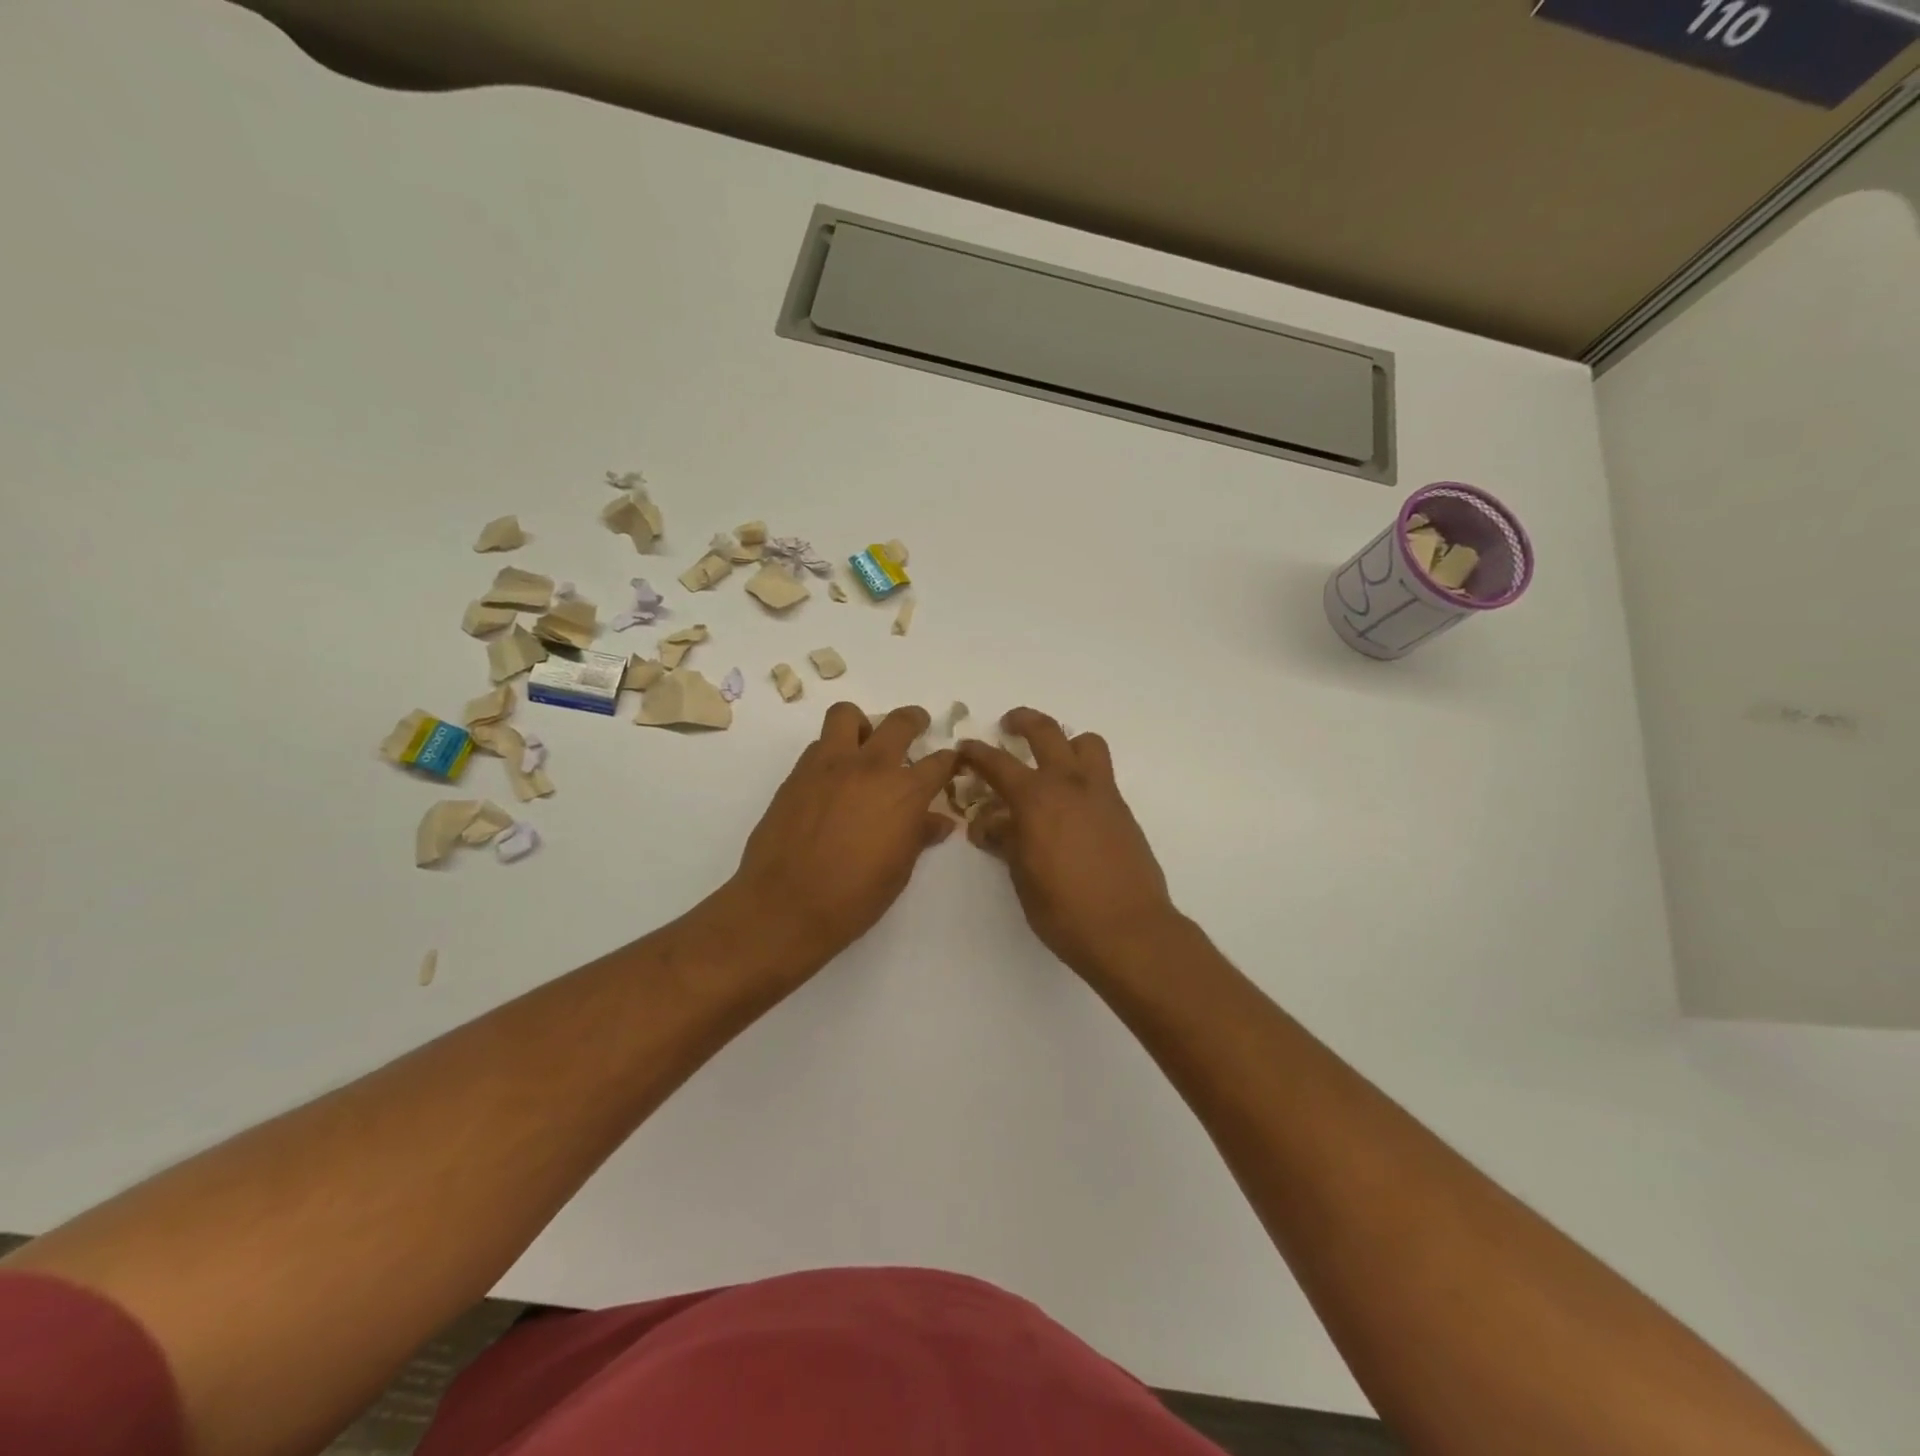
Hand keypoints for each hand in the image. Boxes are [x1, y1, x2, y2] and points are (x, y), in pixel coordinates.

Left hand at [727, 703, 958, 970]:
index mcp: (905, 793)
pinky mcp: (798, 773)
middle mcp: (871, 767)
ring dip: (862, 725)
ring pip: (847, 715)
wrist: (786, 903)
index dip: (949, 761)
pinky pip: (819, 745)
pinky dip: (832, 751)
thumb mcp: (899, 870)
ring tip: (864, 744)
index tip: (950, 762)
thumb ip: (919, 836)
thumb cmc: (854, 897)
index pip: (939, 762)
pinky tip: (832, 778)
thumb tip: (940, 821)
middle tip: (917, 727)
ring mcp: (830, 765)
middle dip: (914, 720)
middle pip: (899, 722)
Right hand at [958, 708, 1178, 977]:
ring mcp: (1101, 793)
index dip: (976, 753)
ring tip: (1052, 760)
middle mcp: (1069, 784)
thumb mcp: (1022, 876)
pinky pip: (1101, 773)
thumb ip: (1005, 840)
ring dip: (1065, 741)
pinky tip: (1072, 803)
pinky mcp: (1122, 809)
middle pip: (1046, 731)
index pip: (997, 763)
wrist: (1128, 929)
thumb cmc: (1064, 909)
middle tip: (1009, 726)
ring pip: (1085, 742)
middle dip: (1023, 721)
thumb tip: (988, 824)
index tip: (965, 748)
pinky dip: (1083, 772)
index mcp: (1036, 798)